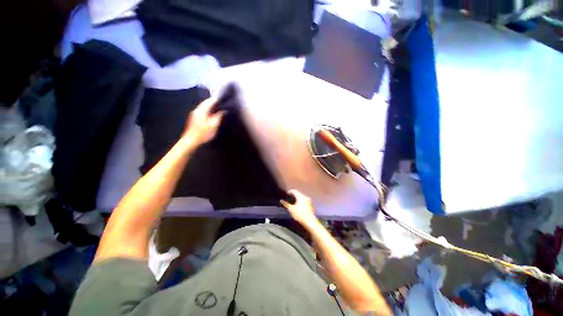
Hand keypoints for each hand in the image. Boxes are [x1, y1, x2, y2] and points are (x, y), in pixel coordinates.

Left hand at [183, 97, 224, 145]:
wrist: (191, 140)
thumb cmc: (203, 133)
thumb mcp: (213, 125)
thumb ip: (218, 116)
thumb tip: (223, 110)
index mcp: (201, 110)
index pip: (209, 101)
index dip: (216, 100)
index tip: (223, 99)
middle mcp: (196, 110)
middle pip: (205, 103)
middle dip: (212, 102)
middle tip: (221, 103)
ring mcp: (194, 114)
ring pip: (203, 107)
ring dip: (209, 106)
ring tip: (217, 108)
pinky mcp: (193, 118)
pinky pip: (201, 110)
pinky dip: (207, 110)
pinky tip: (211, 114)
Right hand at [280, 189, 318, 226]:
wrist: (309, 221)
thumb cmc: (299, 214)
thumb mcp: (291, 209)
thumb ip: (286, 204)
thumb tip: (281, 200)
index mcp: (300, 196)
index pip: (294, 190)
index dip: (290, 191)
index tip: (287, 193)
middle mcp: (305, 197)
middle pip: (298, 193)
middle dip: (294, 194)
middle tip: (289, 197)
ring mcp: (308, 200)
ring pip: (301, 196)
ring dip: (297, 198)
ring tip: (293, 201)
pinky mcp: (310, 204)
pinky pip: (304, 200)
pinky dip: (300, 201)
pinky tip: (298, 205)